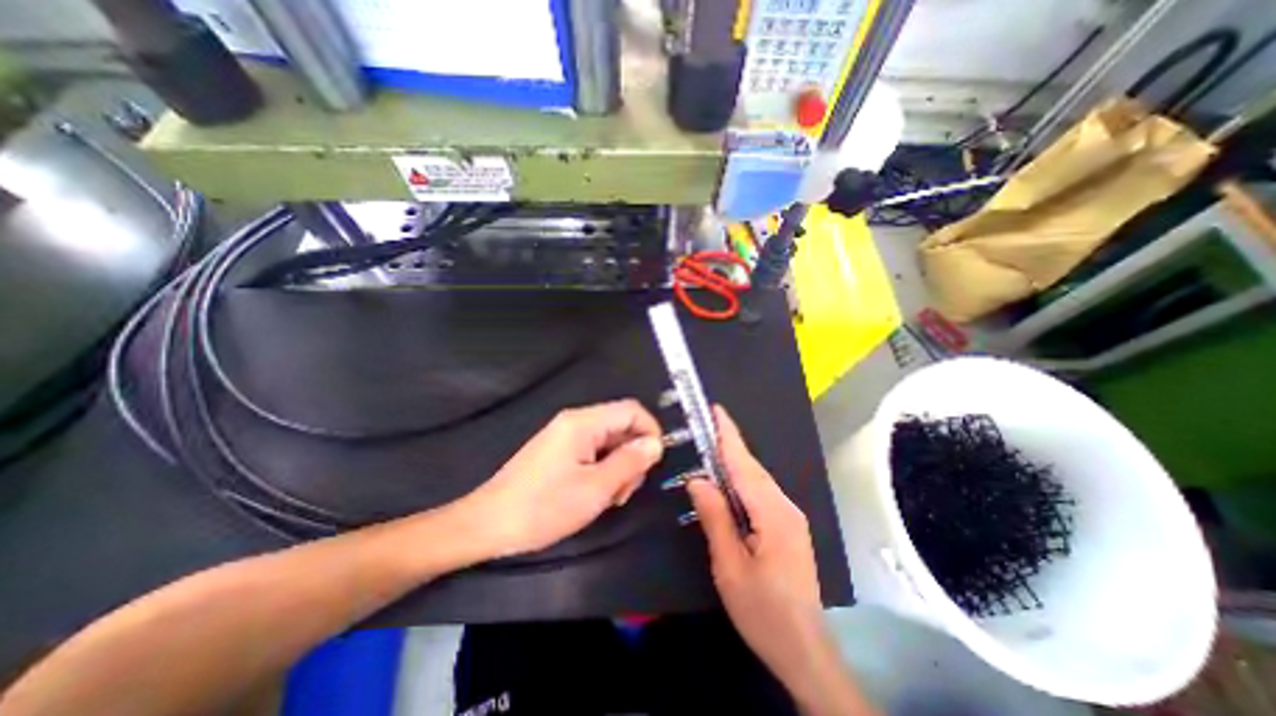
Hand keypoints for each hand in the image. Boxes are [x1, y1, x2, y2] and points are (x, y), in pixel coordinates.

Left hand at [459, 396, 663, 558]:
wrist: (487, 525)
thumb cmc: (543, 507)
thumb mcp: (595, 488)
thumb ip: (630, 462)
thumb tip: (656, 443)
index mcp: (583, 422)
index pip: (631, 410)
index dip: (650, 431)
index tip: (653, 463)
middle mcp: (576, 422)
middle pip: (621, 426)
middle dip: (633, 455)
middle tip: (625, 491)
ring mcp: (566, 437)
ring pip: (610, 442)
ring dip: (619, 467)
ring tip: (610, 498)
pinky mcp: (560, 452)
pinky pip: (594, 452)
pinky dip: (604, 471)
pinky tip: (597, 495)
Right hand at [689, 407, 839, 694]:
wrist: (804, 648)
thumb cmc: (762, 610)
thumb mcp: (729, 566)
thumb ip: (715, 517)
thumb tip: (698, 480)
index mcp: (772, 513)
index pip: (744, 465)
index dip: (729, 435)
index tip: (716, 410)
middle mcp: (785, 507)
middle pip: (752, 468)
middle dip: (730, 444)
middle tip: (707, 425)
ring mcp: (790, 516)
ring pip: (757, 480)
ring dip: (734, 462)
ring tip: (711, 449)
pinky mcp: (788, 526)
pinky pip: (761, 493)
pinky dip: (742, 481)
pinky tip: (728, 484)